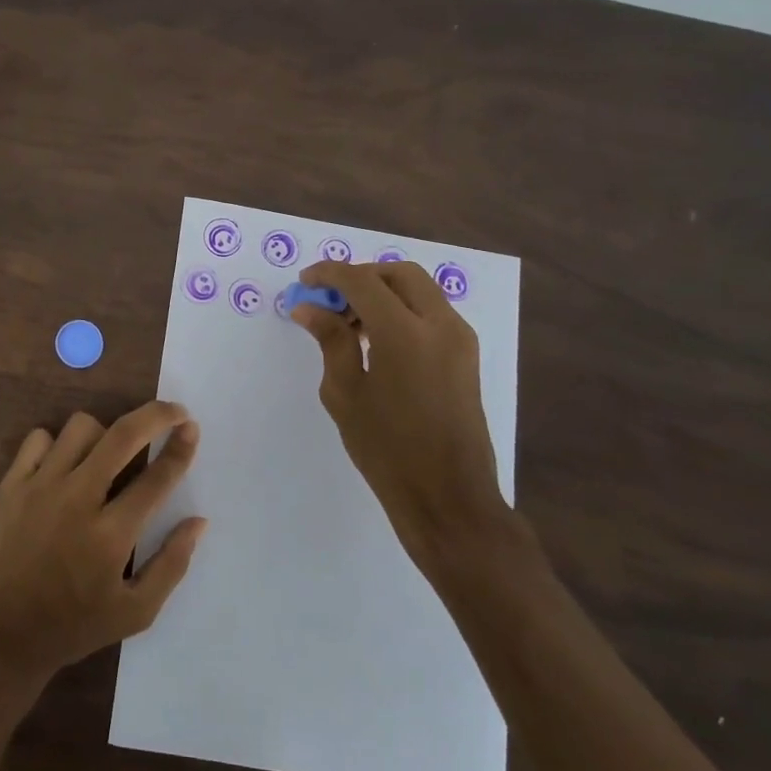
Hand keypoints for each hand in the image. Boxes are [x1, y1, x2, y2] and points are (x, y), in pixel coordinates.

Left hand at [0, 403, 207, 688]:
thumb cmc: (70, 628)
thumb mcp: (133, 614)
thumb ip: (171, 565)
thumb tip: (199, 521)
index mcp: (111, 534)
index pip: (157, 476)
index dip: (182, 446)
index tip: (192, 427)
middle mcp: (77, 499)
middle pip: (122, 435)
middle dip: (155, 415)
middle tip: (172, 413)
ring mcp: (40, 487)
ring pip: (80, 427)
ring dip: (104, 433)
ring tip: (108, 454)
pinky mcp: (10, 485)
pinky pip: (38, 438)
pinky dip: (56, 444)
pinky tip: (62, 466)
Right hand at [292, 260, 508, 576]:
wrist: (448, 496)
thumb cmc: (387, 449)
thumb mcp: (345, 393)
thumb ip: (330, 340)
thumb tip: (309, 307)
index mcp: (405, 333)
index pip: (362, 281)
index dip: (329, 274)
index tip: (304, 282)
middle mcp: (440, 325)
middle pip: (399, 274)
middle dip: (361, 276)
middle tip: (330, 299)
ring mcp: (460, 339)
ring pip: (419, 290)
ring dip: (382, 292)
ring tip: (348, 323)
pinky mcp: (466, 356)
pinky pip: (431, 313)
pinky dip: (401, 310)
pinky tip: (375, 339)